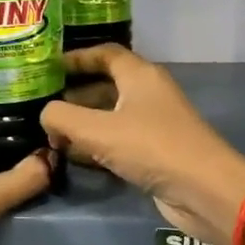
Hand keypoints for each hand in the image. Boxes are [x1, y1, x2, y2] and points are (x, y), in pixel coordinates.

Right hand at [43, 46, 244, 244]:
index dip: (76, 57)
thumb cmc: (152, 148)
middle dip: (74, 93)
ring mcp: (153, 124)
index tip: (47, 67)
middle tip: (41, 104)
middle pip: (106, 84)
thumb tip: (46, 115)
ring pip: (111, 115)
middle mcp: (148, 94)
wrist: (203, 190)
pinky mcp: (154, 152)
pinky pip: (118, 140)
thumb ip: (63, 118)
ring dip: (83, 122)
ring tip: (50, 132)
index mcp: (140, 75)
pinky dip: (97, 144)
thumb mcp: (99, 130)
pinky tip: (73, 156)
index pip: (105, 54)